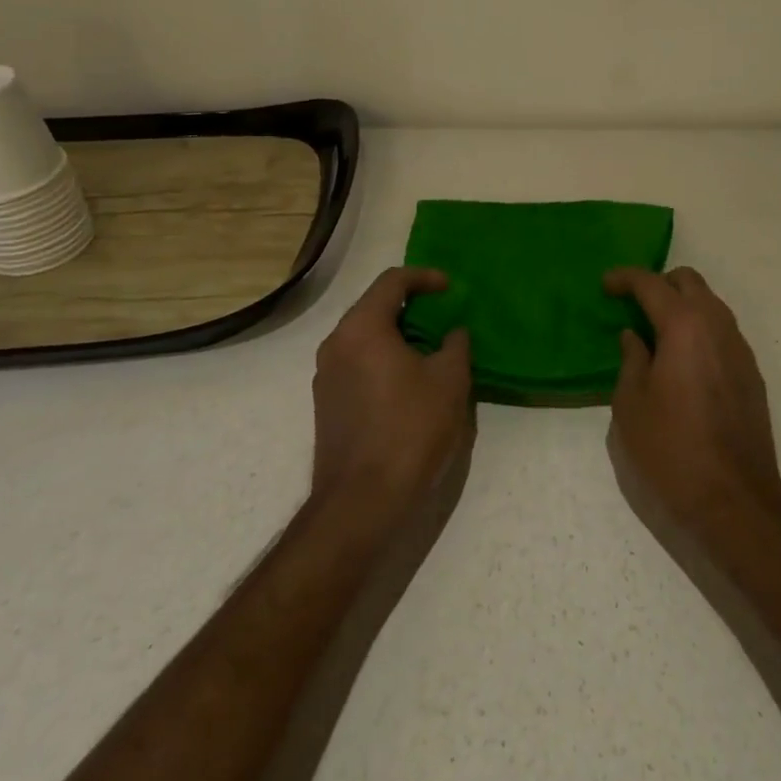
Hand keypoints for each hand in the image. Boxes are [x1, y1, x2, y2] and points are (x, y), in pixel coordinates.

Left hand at [311, 268, 471, 515]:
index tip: (450, 288)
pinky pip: (357, 362)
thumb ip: (455, 345)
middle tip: (443, 316)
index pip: (392, 281)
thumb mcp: (449, 381)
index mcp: (362, 328)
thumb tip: (452, 333)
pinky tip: (408, 381)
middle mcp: (336, 344)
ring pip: (364, 336)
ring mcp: (326, 375)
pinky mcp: (326, 403)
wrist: (361, 502)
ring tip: (430, 349)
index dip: (424, 277)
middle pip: (374, 306)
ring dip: (397, 334)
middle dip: (410, 305)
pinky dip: (383, 358)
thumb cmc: (409, 430)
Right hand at [606, 266, 780, 531]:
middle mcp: (717, 326)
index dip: (625, 278)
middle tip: (633, 306)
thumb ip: (631, 360)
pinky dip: (700, 330)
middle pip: (689, 281)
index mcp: (684, 326)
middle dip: (659, 284)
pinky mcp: (751, 373)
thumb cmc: (671, 451)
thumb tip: (635, 336)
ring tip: (656, 334)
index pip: (652, 283)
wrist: (735, 500)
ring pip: (710, 304)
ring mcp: (740, 349)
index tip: (605, 285)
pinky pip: (722, 332)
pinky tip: (682, 361)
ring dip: (682, 306)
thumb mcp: (631, 405)